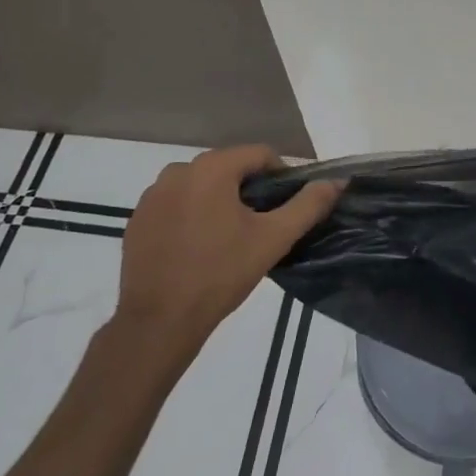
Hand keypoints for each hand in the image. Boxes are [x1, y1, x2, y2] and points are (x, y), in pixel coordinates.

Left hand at [113, 145, 341, 360]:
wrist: (158, 322)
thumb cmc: (220, 274)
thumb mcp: (273, 239)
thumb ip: (308, 205)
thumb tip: (336, 182)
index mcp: (212, 168)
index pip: (259, 154)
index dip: (280, 176)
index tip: (286, 206)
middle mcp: (178, 170)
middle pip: (228, 168)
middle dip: (248, 189)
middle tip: (261, 225)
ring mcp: (152, 195)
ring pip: (201, 185)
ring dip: (219, 201)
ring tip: (229, 238)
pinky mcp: (138, 219)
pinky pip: (175, 204)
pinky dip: (191, 215)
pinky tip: (198, 247)